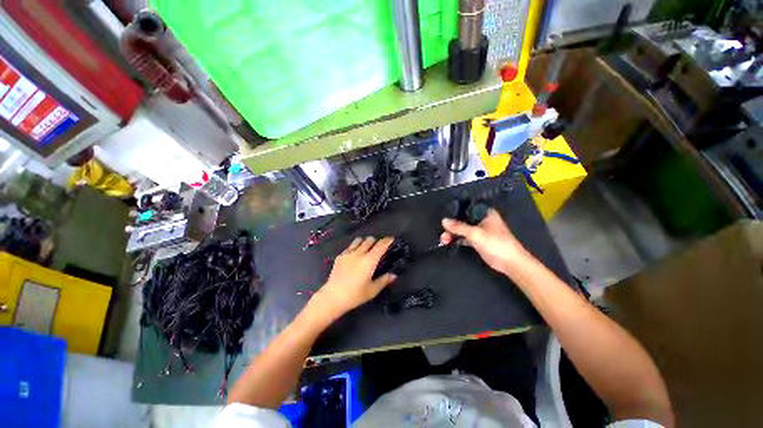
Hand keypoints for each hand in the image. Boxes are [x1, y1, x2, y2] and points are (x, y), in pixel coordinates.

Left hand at [313, 236, 396, 318]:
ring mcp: (348, 253)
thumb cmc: (355, 295)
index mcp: (369, 260)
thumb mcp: (372, 290)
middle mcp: (359, 253)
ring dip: (364, 242)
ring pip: (358, 240)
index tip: (391, 239)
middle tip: (378, 247)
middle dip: (376, 241)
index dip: (387, 241)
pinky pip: (349, 246)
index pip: (380, 246)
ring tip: (366, 248)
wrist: (333, 297)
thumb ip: (384, 281)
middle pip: (369, 240)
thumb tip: (393, 275)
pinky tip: (354, 255)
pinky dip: (355, 247)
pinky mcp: (340, 256)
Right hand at [440, 208, 531, 274]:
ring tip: (443, 240)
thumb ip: (458, 227)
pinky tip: (448, 242)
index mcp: (485, 213)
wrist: (510, 262)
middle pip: (462, 219)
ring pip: (462, 229)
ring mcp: (480, 231)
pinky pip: (464, 237)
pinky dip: (457, 239)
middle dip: (452, 226)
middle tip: (443, 233)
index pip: (466, 208)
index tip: (444, 216)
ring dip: (453, 233)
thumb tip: (443, 220)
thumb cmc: (495, 243)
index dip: (455, 212)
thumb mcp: (475, 233)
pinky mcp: (478, 241)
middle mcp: (482, 220)